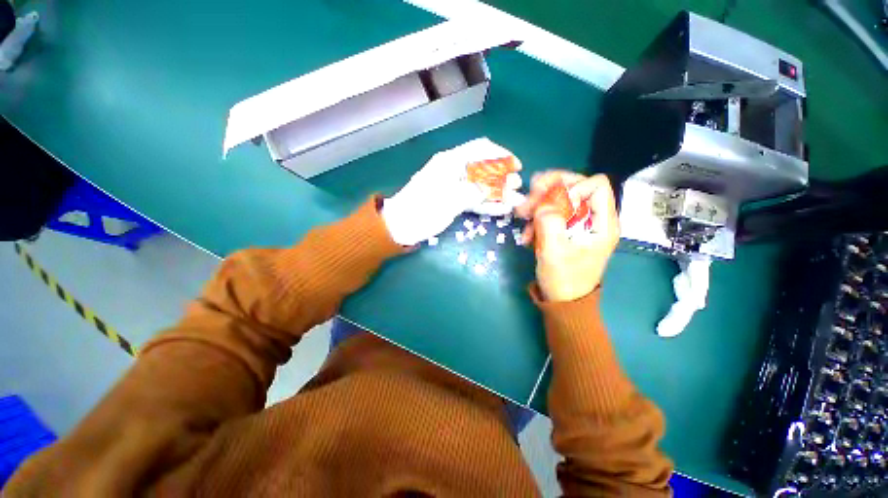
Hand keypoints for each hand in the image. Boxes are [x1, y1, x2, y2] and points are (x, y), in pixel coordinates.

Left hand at [382, 138, 522, 245]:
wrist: (400, 226)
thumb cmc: (422, 209)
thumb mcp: (450, 199)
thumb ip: (475, 191)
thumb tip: (496, 188)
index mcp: (450, 162)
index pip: (480, 149)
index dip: (500, 155)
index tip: (516, 166)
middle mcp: (454, 171)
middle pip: (484, 169)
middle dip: (502, 178)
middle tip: (517, 189)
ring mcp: (454, 187)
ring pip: (480, 186)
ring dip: (497, 193)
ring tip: (515, 201)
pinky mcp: (453, 201)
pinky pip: (473, 200)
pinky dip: (487, 204)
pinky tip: (501, 209)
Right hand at [516, 172, 619, 301]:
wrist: (562, 300)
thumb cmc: (563, 279)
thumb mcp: (554, 252)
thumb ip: (549, 223)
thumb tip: (543, 204)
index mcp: (602, 222)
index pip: (595, 185)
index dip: (571, 188)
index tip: (550, 204)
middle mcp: (594, 218)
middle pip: (574, 187)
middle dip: (548, 191)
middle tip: (527, 201)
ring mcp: (579, 224)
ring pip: (560, 199)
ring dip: (538, 205)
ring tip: (522, 217)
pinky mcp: (566, 230)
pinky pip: (552, 214)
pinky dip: (537, 219)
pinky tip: (527, 234)